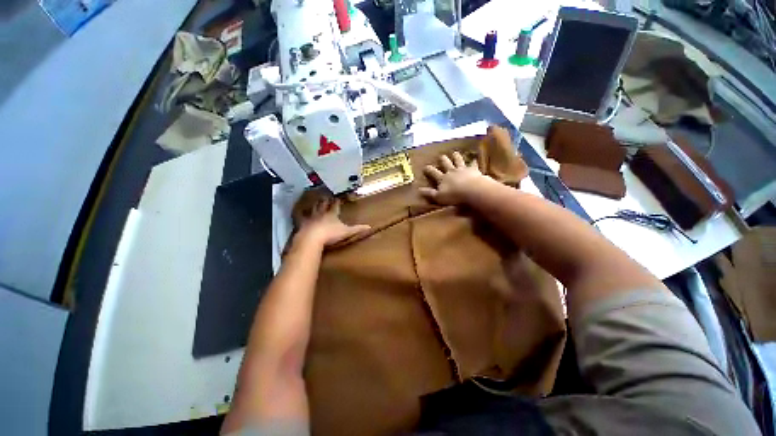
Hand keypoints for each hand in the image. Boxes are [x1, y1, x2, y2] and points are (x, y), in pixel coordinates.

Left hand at [295, 197, 370, 246]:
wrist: (312, 238)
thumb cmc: (331, 234)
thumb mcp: (346, 232)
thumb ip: (357, 229)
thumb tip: (369, 226)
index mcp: (332, 214)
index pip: (335, 205)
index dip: (336, 202)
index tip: (337, 197)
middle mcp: (321, 213)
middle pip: (323, 204)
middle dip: (325, 200)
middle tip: (325, 195)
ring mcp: (311, 218)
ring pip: (313, 208)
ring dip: (315, 204)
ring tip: (315, 201)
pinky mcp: (303, 224)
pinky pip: (301, 217)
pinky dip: (301, 214)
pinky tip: (299, 213)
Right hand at [420, 151, 489, 204]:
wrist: (472, 190)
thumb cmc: (454, 195)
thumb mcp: (438, 197)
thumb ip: (429, 193)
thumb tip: (419, 189)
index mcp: (442, 178)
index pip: (433, 172)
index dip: (429, 169)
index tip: (425, 167)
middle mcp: (451, 171)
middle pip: (446, 163)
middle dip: (443, 160)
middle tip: (441, 156)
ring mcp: (463, 169)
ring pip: (458, 161)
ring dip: (456, 157)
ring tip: (455, 153)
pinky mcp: (473, 170)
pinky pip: (473, 164)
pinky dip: (473, 162)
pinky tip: (474, 159)